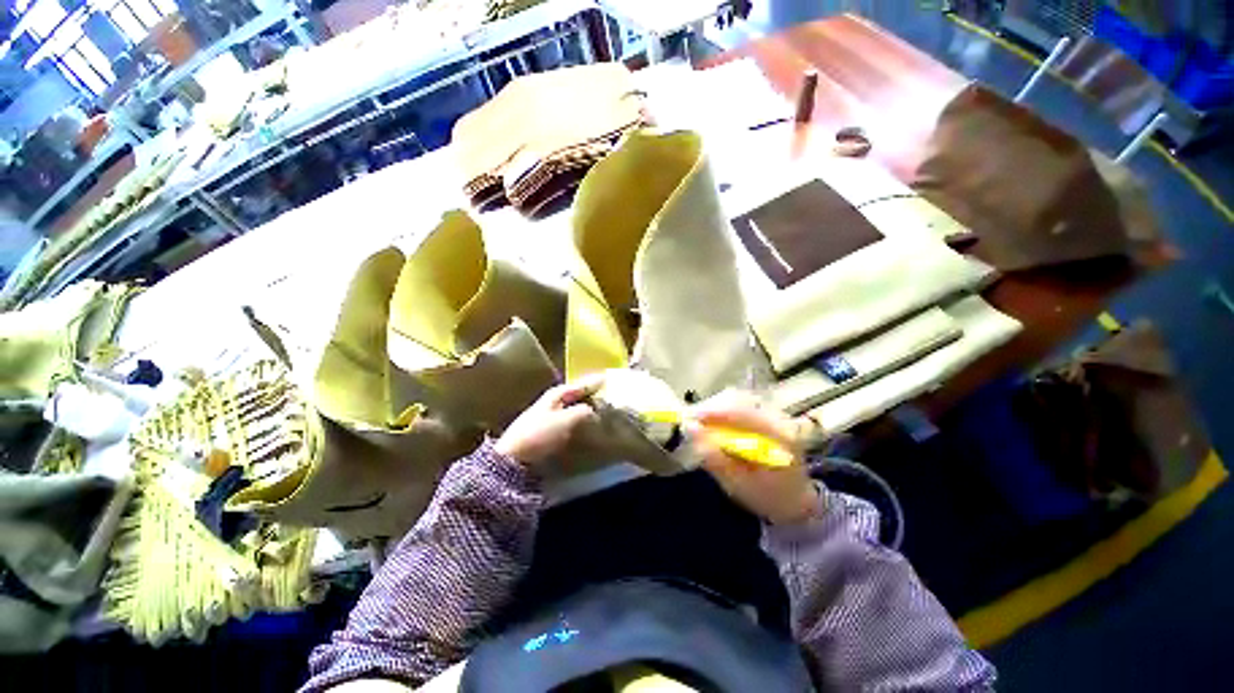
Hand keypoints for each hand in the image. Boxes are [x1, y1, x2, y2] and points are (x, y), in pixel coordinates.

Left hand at [495, 376, 602, 466]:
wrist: (513, 456)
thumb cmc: (540, 432)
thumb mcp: (565, 420)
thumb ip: (582, 412)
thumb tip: (593, 410)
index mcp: (556, 395)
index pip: (578, 385)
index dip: (592, 382)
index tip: (606, 378)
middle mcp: (551, 402)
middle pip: (574, 395)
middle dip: (588, 395)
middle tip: (605, 394)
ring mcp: (547, 417)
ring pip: (571, 408)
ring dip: (584, 408)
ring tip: (599, 410)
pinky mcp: (546, 432)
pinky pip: (567, 421)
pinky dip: (578, 421)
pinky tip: (585, 427)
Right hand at [688, 391, 822, 525]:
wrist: (796, 501)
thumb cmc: (768, 498)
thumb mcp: (738, 485)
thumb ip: (714, 458)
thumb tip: (690, 429)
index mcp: (779, 437)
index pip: (742, 412)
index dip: (713, 411)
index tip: (690, 418)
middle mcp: (780, 418)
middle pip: (739, 399)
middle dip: (710, 407)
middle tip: (691, 421)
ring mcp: (776, 413)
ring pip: (738, 398)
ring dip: (715, 407)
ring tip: (700, 422)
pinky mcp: (769, 414)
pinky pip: (741, 403)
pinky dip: (723, 410)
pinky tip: (714, 423)